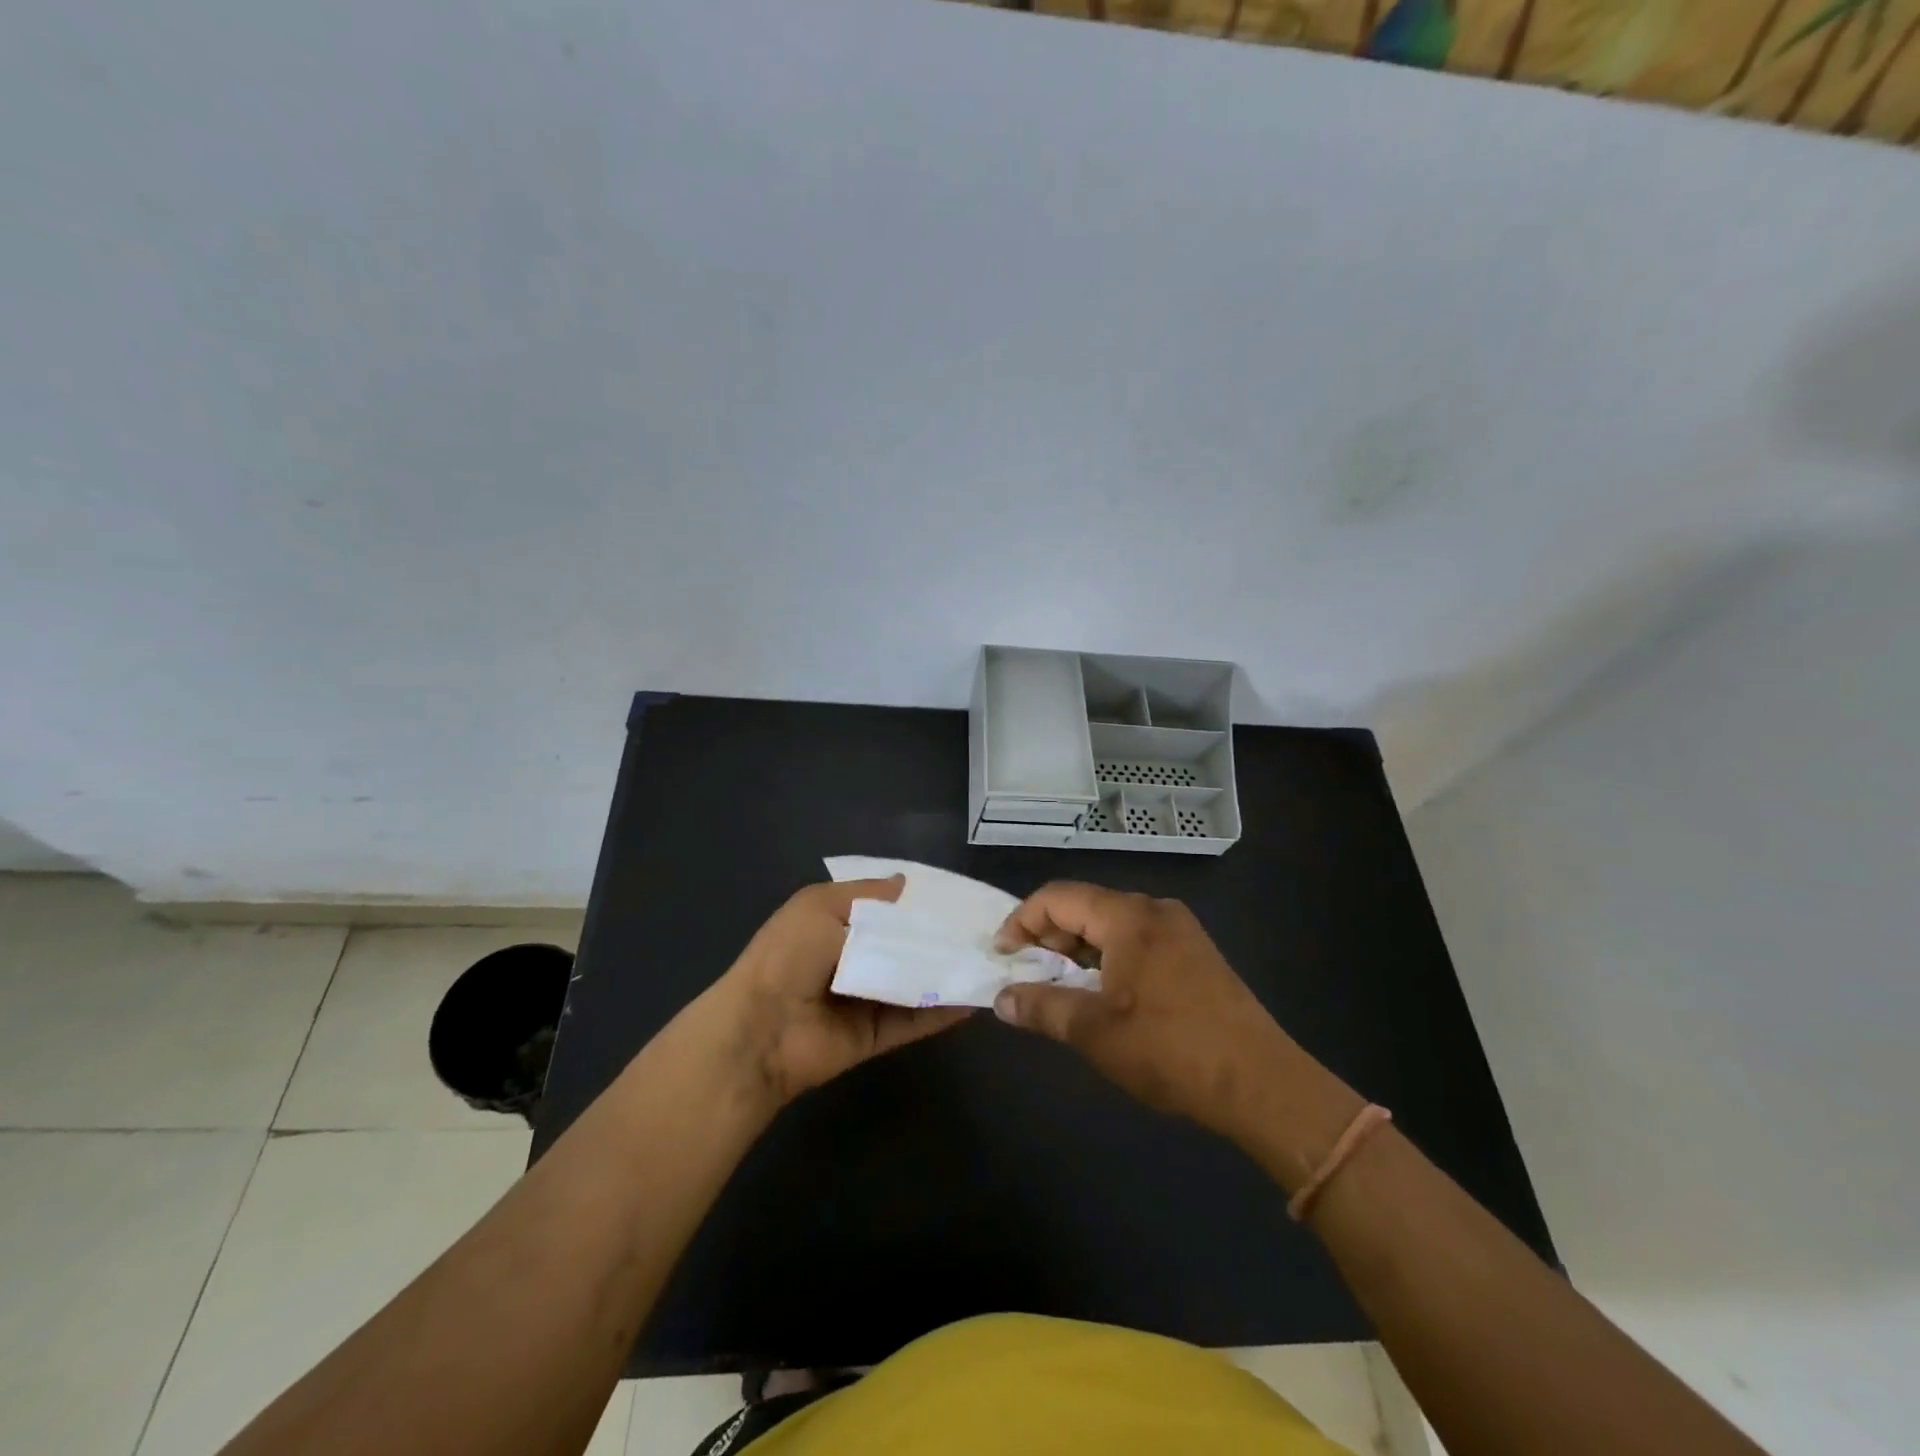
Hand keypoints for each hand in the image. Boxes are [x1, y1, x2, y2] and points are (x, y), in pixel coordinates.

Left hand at [712, 875, 971, 1105]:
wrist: (762, 1029)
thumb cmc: (788, 955)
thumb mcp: (821, 906)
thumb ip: (867, 895)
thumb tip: (905, 882)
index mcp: (836, 924)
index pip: (886, 909)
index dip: (917, 903)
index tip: (957, 896)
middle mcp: (854, 959)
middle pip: (905, 946)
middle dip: (939, 938)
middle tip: (985, 929)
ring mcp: (866, 999)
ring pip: (916, 982)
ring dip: (947, 972)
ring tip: (991, 960)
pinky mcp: (877, 1035)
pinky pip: (915, 1020)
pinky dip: (943, 1011)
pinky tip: (975, 997)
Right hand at [992, 882, 1297, 1139]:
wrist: (1261, 1083)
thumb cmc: (1170, 1050)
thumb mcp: (1094, 1032)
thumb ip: (1042, 1007)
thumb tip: (1001, 999)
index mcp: (1128, 916)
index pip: (1057, 898)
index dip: (1021, 922)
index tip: (1002, 957)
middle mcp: (1154, 910)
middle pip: (1085, 906)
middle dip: (1049, 938)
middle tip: (1028, 976)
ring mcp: (1180, 930)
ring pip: (1111, 925)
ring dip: (1078, 950)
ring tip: (1060, 988)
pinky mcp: (1195, 953)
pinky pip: (1137, 940)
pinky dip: (1108, 958)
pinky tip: (1103, 995)